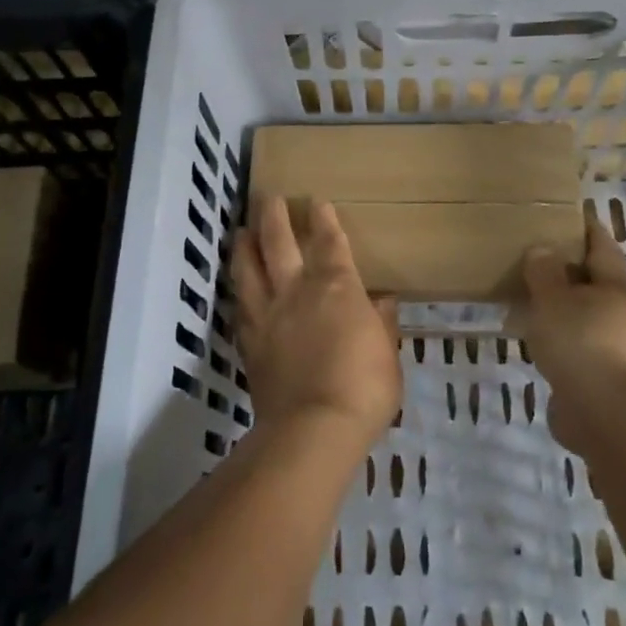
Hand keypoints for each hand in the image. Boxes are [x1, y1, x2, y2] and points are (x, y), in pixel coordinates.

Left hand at [233, 197, 401, 448]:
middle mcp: (297, 290)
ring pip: (248, 268)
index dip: (323, 219)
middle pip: (279, 242)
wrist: (313, 427)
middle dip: (274, 216)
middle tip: (268, 198)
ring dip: (244, 245)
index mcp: (337, 287)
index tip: (316, 201)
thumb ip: (382, 324)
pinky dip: (239, 288)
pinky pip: (240, 305)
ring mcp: (268, 314)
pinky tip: (237, 285)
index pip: (329, 242)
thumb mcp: (387, 353)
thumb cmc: (365, 388)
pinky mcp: (249, 340)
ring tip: (241, 232)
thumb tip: (381, 302)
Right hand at [507, 221, 625, 454]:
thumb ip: (545, 272)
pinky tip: (533, 340)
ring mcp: (614, 346)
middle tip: (534, 257)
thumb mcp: (554, 299)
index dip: (584, 228)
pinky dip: (557, 338)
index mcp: (615, 285)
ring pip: (583, 316)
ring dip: (560, 307)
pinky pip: (575, 346)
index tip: (565, 214)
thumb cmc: (582, 342)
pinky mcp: (601, 376)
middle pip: (594, 282)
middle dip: (568, 270)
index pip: (601, 245)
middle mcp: (621, 312)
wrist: (607, 414)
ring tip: (527, 298)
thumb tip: (543, 249)